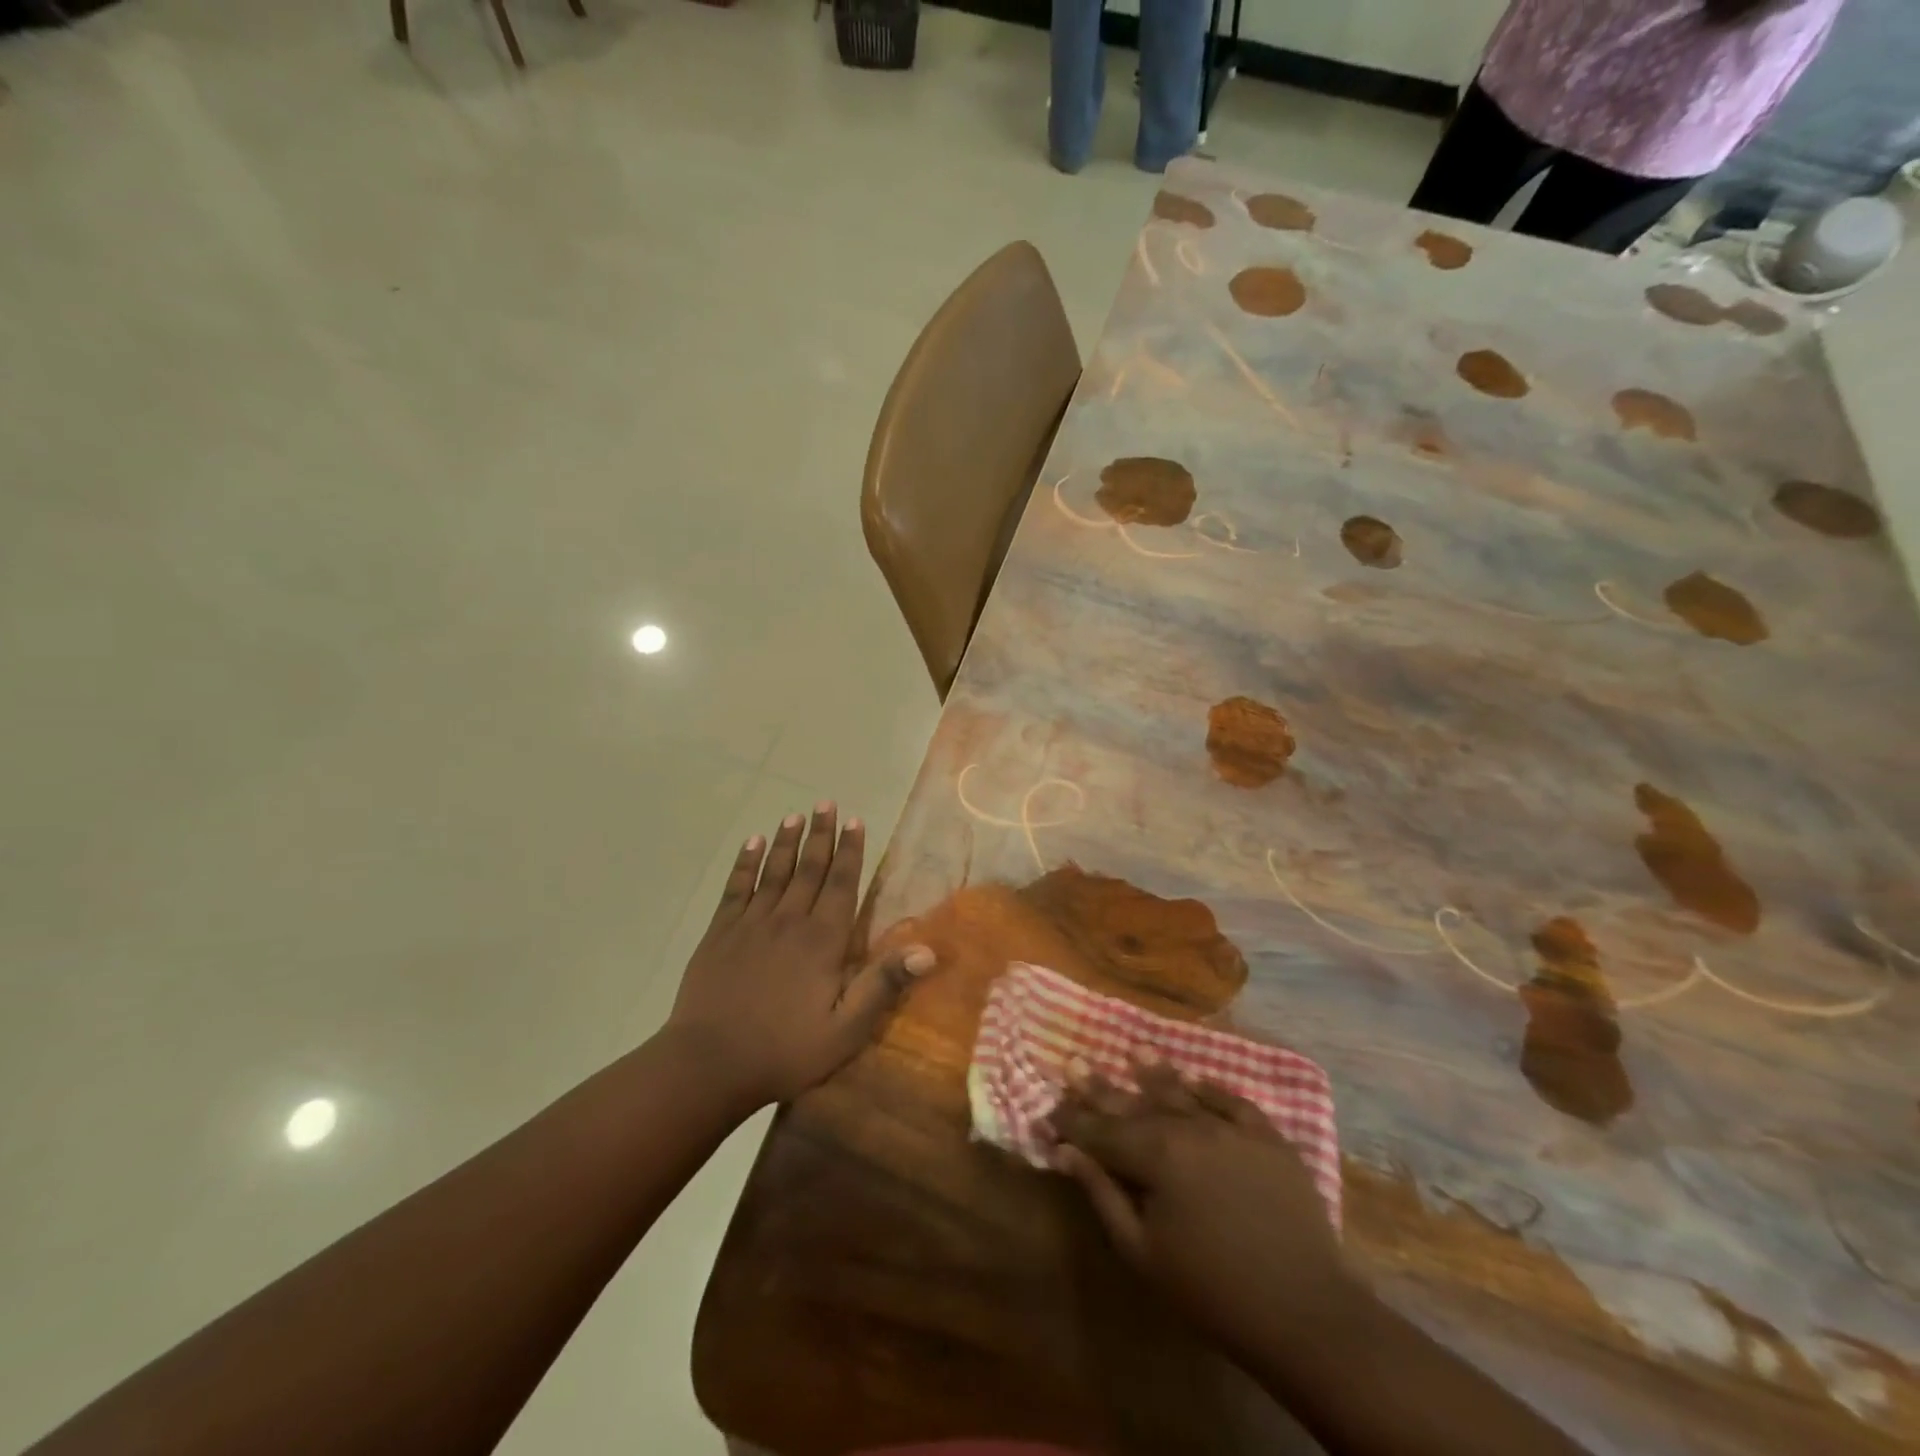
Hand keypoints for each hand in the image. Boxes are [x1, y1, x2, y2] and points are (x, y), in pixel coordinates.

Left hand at [663, 802, 935, 1110]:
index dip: (851, 851)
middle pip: (809, 868)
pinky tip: (752, 843)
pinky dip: (745, 863)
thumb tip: (928, 950)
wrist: (709, 1064)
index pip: (841, 884)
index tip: (855, 821)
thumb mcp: (847, 1029)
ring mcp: (750, 924)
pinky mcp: (720, 934)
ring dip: (786, 841)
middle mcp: (789, 921)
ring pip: (774, 872)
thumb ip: (884, 985)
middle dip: (821, 835)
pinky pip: (736, 888)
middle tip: (826, 803)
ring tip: (795, 815)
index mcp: (822, 941)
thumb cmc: (786, 1050)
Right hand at [1051, 1057, 1356, 1363]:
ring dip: (1154, 1072)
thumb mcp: (1142, 1251)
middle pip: (1135, 1104)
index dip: (1072, 1121)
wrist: (1303, 1312)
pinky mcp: (1268, 1138)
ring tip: (1134, 1050)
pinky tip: (1194, 1079)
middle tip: (1074, 1063)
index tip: (1049, 1109)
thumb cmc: (1211, 1290)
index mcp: (1155, 1155)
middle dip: (1100, 1088)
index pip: (1101, 1131)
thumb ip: (1102, 1194)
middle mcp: (1189, 1128)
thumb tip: (1066, 1152)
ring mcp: (1231, 1128)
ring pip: (1182, 1093)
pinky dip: (1210, 1089)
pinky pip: (1232, 1102)